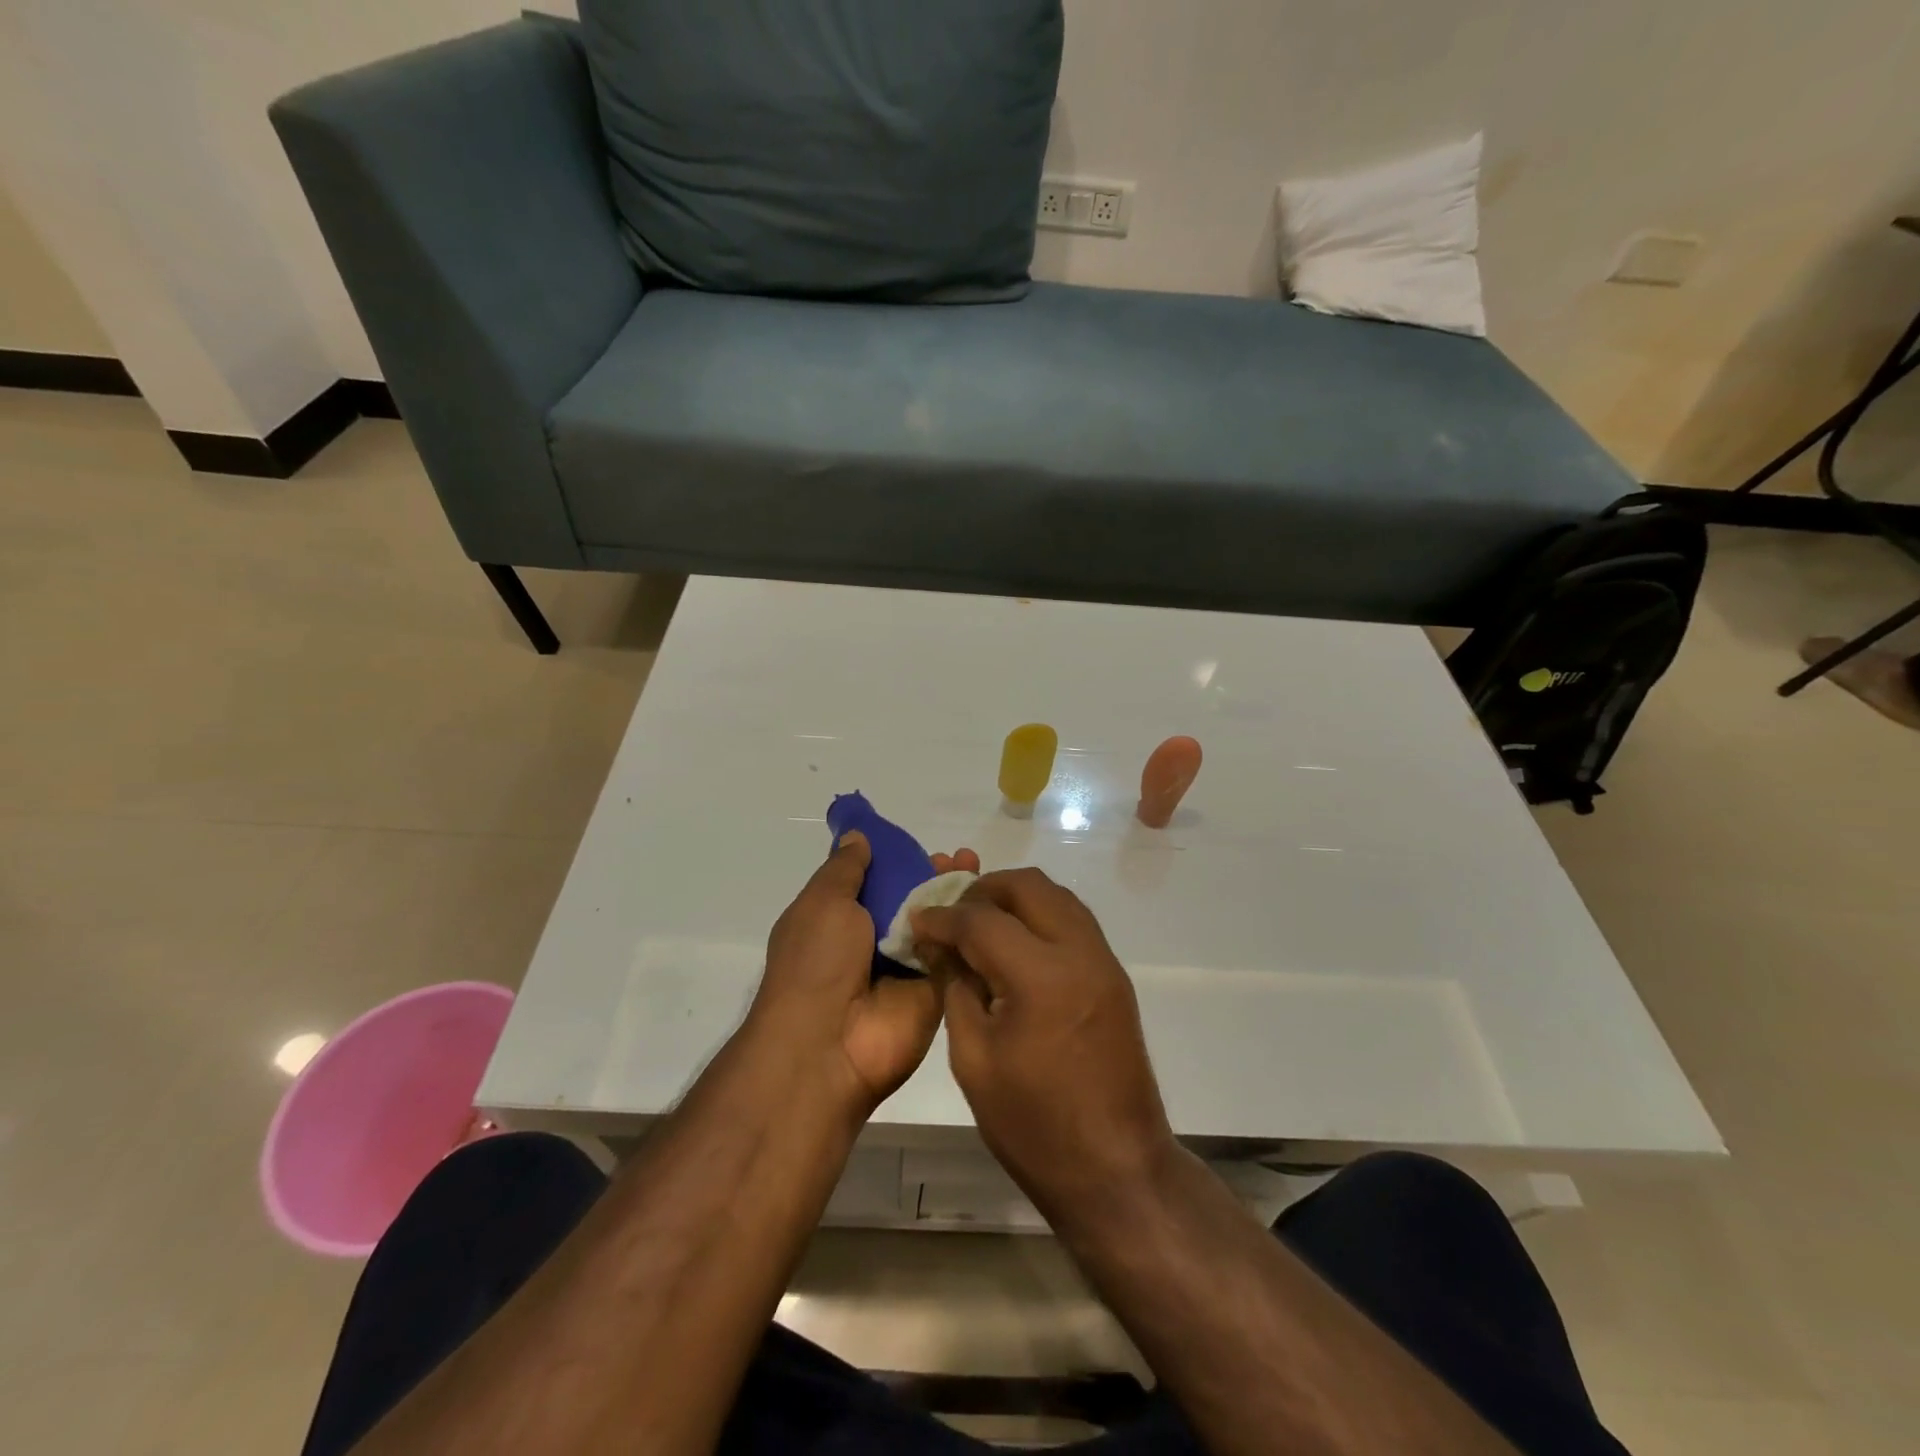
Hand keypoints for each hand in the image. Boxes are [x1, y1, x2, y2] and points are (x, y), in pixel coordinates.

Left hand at [750, 833, 980, 1118]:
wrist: (828, 1045)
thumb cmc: (816, 963)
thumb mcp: (822, 902)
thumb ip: (845, 869)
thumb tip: (857, 836)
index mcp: (840, 919)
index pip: (875, 881)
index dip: (898, 859)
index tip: (922, 843)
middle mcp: (874, 942)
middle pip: (912, 900)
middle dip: (934, 875)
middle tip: (960, 856)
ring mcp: (907, 968)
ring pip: (938, 923)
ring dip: (957, 896)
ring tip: (975, 866)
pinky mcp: (936, 991)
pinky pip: (957, 953)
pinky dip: (972, 928)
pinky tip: (991, 901)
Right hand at [911, 869, 1177, 1220]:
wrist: (1115, 1169)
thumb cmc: (1033, 1126)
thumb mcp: (974, 1059)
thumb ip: (956, 989)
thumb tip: (940, 946)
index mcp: (1041, 977)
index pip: (982, 920)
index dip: (942, 916)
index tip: (917, 918)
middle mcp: (1080, 953)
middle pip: (1028, 885)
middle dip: (983, 890)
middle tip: (952, 914)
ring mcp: (1104, 961)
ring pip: (1056, 895)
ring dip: (1015, 898)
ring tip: (980, 924)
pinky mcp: (1114, 975)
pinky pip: (1074, 920)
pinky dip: (1040, 915)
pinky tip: (1015, 944)